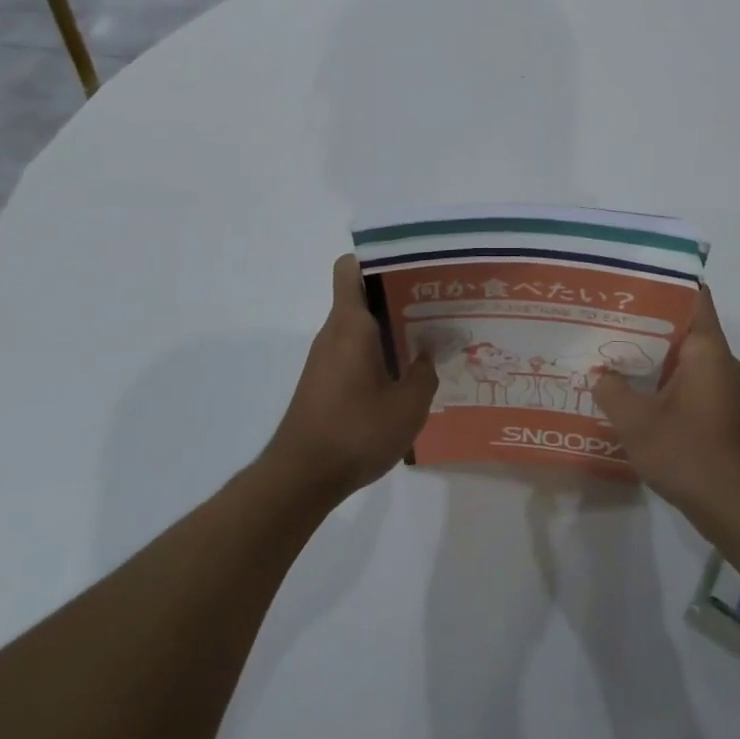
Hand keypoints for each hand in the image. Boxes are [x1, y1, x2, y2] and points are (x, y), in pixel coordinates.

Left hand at [263, 255, 438, 503]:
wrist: (301, 478)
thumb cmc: (355, 432)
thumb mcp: (408, 406)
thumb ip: (424, 374)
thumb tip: (427, 355)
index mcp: (351, 325)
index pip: (351, 268)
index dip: (379, 260)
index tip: (413, 268)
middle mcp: (334, 333)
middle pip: (364, 296)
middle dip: (400, 296)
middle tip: (439, 306)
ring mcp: (327, 358)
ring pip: (362, 327)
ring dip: (393, 329)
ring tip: (431, 341)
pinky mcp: (325, 381)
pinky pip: (356, 352)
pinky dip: (380, 355)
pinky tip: (406, 378)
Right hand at [596, 284, 739, 518]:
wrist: (733, 507)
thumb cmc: (687, 453)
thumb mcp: (636, 421)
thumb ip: (612, 391)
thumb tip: (600, 375)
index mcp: (707, 350)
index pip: (695, 297)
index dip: (666, 283)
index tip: (634, 280)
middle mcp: (721, 362)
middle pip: (685, 326)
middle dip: (649, 321)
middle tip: (609, 317)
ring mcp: (724, 388)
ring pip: (686, 356)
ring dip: (654, 354)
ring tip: (614, 351)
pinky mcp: (720, 411)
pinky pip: (690, 380)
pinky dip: (664, 379)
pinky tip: (634, 390)